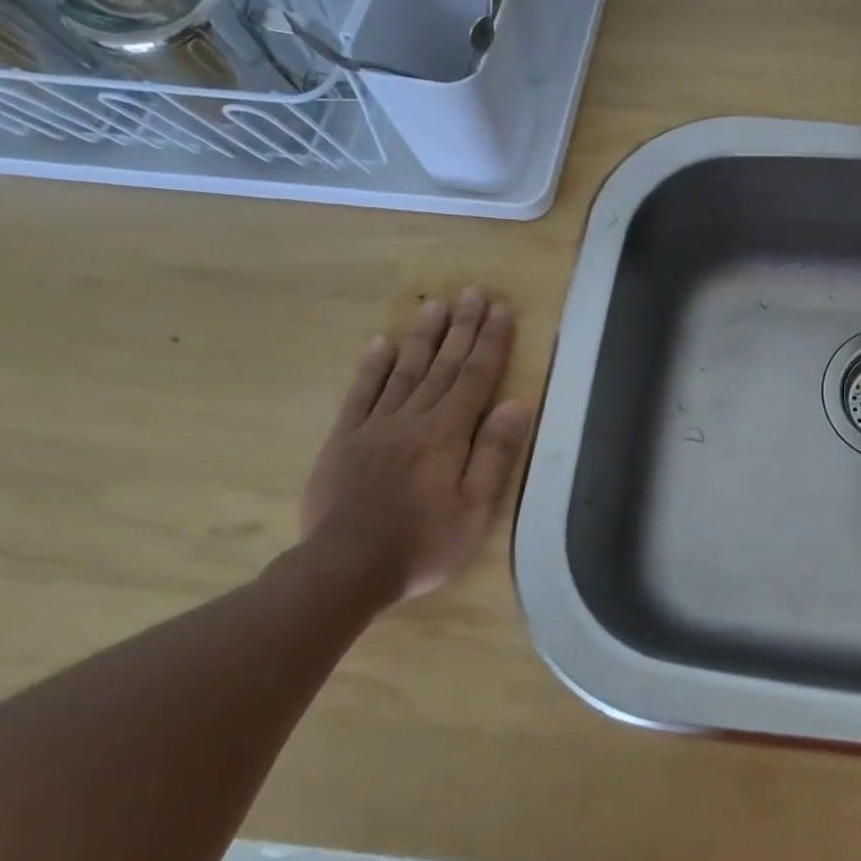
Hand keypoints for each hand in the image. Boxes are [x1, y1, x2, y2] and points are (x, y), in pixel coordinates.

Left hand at [301, 288, 530, 602]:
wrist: (346, 568)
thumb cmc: (424, 543)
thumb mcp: (476, 509)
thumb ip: (494, 453)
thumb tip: (516, 404)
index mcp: (447, 433)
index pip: (476, 377)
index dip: (491, 341)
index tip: (501, 309)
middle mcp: (412, 419)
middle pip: (443, 365)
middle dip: (461, 327)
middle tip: (472, 292)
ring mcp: (374, 427)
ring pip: (404, 371)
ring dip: (422, 336)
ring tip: (434, 304)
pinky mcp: (344, 440)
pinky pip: (361, 395)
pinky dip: (372, 367)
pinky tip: (380, 344)